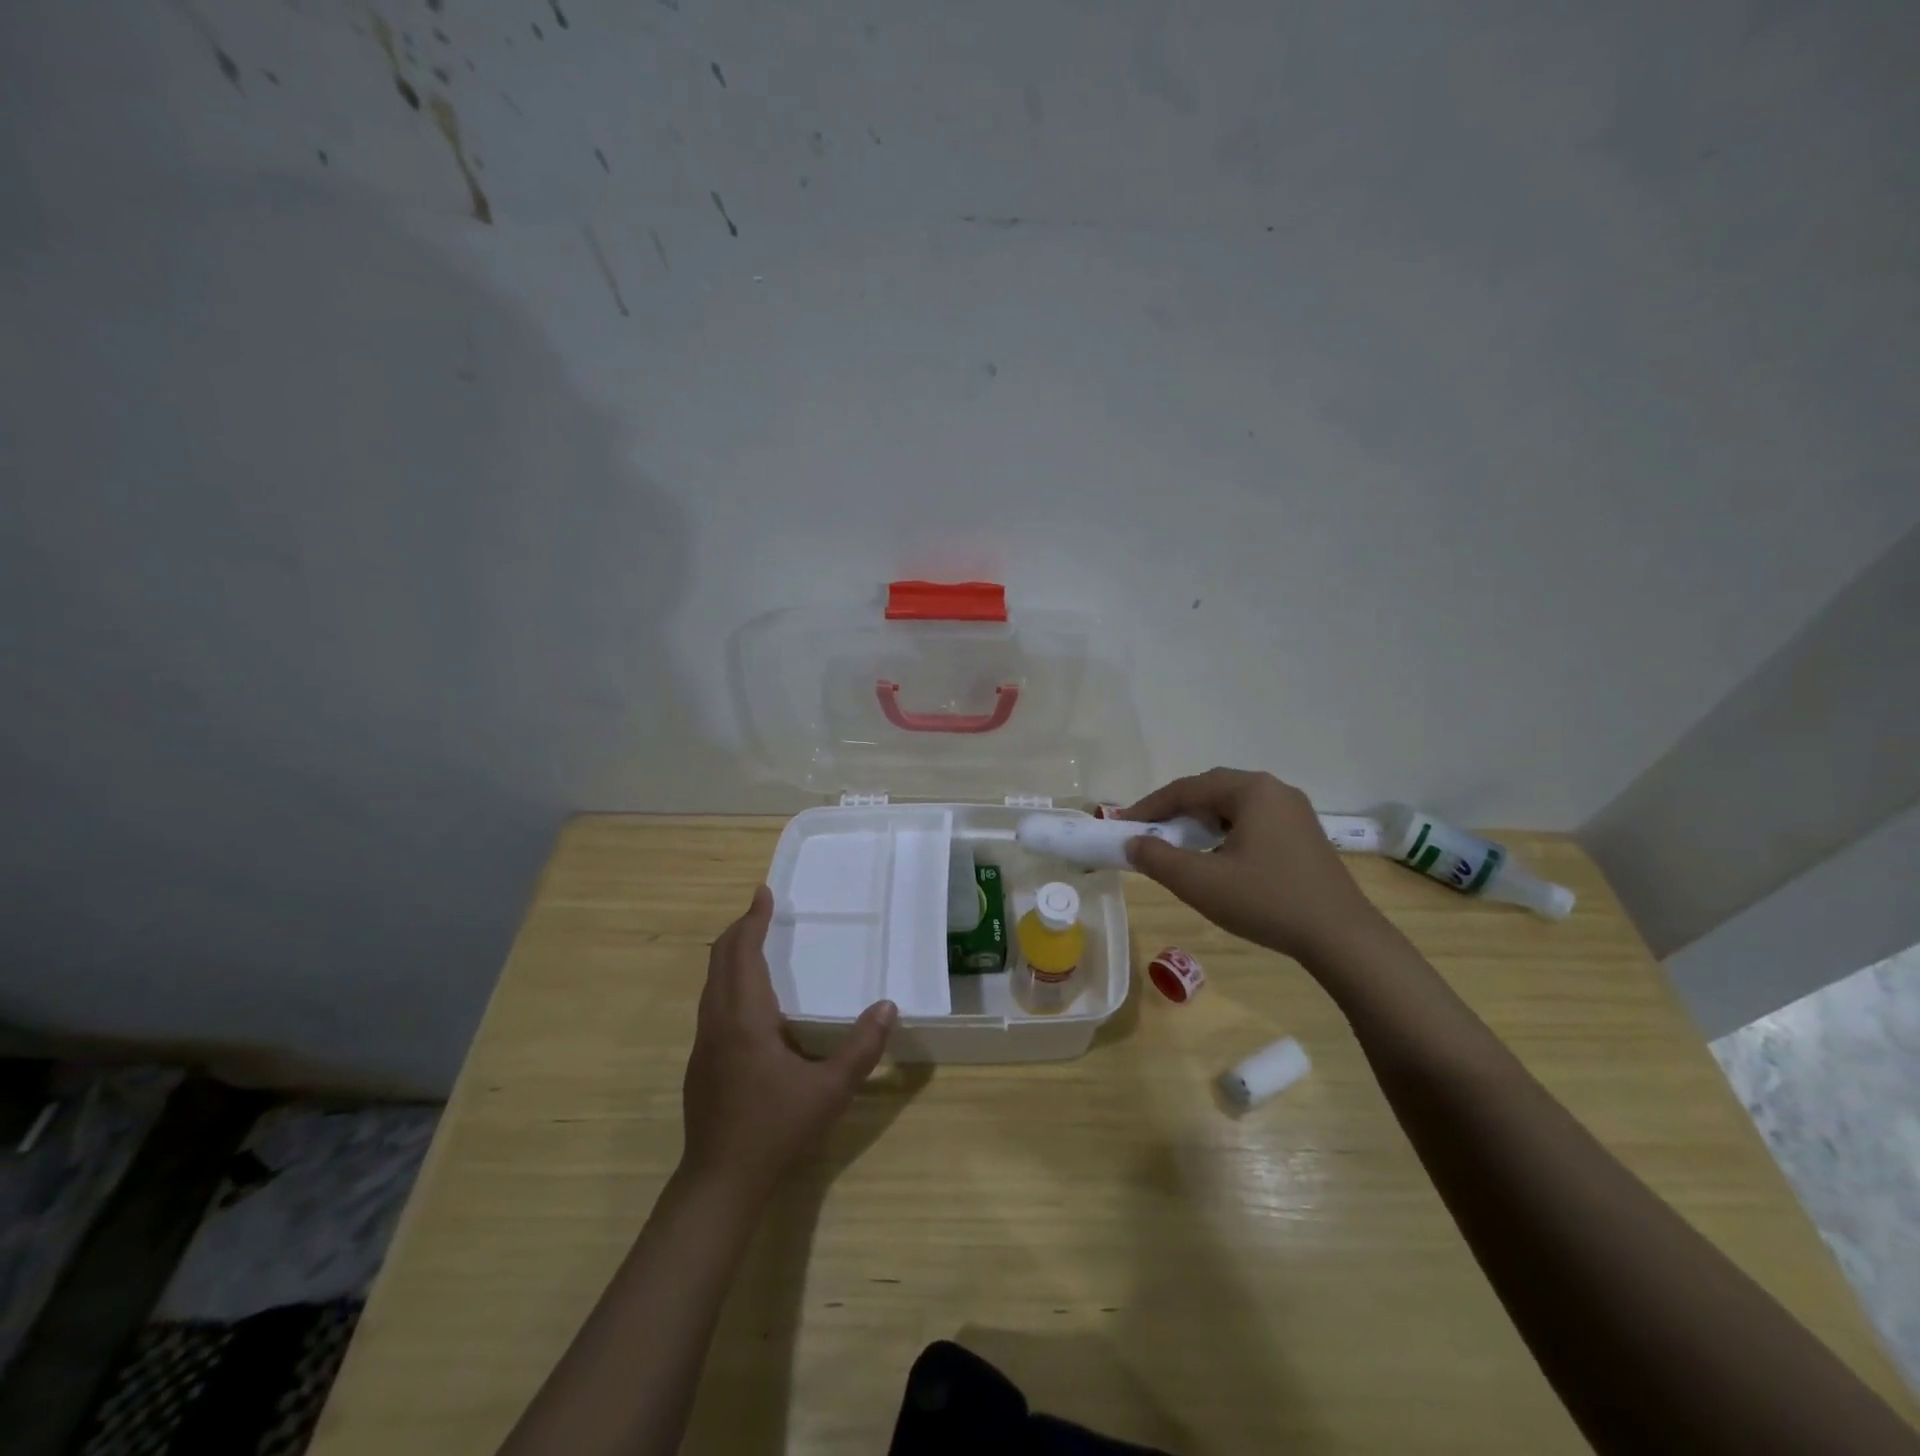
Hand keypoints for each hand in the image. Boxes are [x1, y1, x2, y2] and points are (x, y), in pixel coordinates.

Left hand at [680, 887, 897, 1200]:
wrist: (719, 1182)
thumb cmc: (775, 1129)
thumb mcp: (830, 1091)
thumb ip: (862, 1047)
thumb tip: (888, 1006)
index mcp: (744, 1019)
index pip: (743, 954)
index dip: (753, 921)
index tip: (764, 893)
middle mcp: (717, 1022)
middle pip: (720, 960)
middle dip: (740, 930)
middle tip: (762, 909)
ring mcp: (703, 1043)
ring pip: (712, 983)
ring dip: (731, 955)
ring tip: (754, 941)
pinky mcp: (701, 1062)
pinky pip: (712, 1003)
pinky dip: (728, 980)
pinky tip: (749, 998)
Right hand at [1121, 768, 1386, 962]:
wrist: (1341, 937)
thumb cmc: (1266, 901)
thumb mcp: (1201, 882)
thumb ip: (1157, 859)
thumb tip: (1131, 843)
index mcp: (1251, 790)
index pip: (1187, 788)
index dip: (1149, 806)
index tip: (1122, 825)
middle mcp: (1274, 790)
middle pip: (1211, 791)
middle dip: (1175, 811)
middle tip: (1148, 833)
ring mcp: (1294, 812)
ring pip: (1232, 807)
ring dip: (1200, 822)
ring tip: (1177, 845)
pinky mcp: (1303, 835)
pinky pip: (1252, 821)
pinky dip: (1224, 833)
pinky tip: (1216, 858)